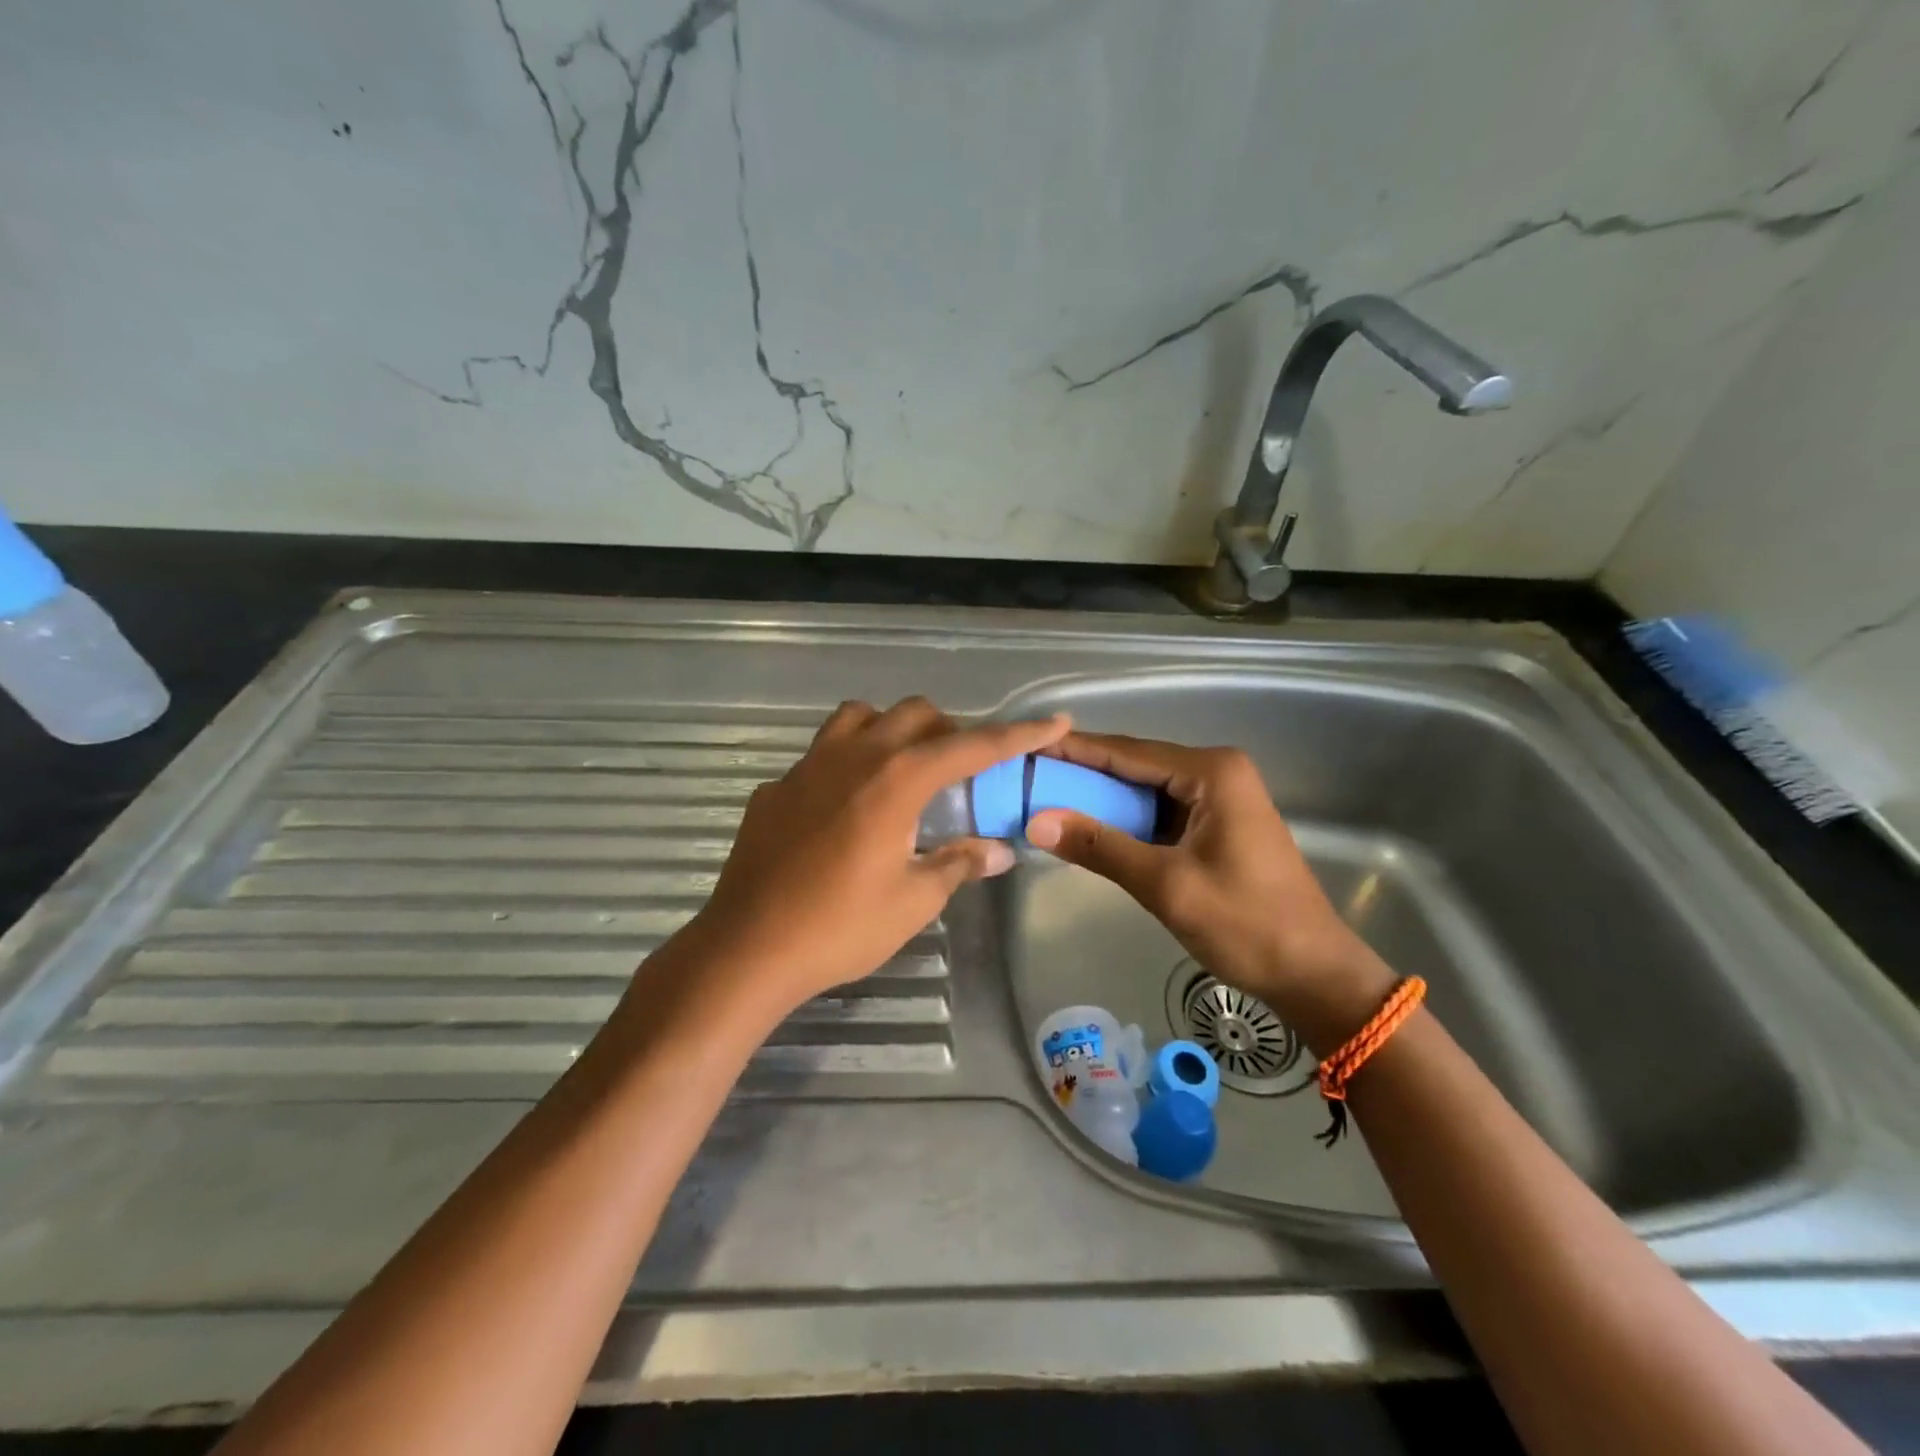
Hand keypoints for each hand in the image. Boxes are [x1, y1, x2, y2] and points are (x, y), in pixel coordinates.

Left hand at [683, 697, 1069, 1016]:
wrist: (747, 948)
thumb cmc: (841, 927)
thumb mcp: (914, 900)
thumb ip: (958, 864)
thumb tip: (999, 850)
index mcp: (896, 780)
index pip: (972, 746)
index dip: (1018, 734)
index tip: (1053, 721)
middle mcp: (854, 756)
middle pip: (914, 714)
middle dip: (949, 730)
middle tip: (961, 771)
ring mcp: (807, 767)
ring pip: (859, 717)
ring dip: (892, 731)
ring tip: (902, 771)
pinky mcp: (775, 788)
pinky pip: (820, 755)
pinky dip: (847, 765)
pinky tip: (844, 810)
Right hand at [1024, 733, 1393, 1045]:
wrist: (1313, 974)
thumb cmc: (1245, 925)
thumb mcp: (1165, 885)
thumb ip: (1100, 846)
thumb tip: (1035, 820)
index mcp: (1212, 773)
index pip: (1127, 752)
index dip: (1074, 750)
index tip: (1027, 748)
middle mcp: (1216, 773)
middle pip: (1135, 766)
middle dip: (1083, 773)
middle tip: (1028, 777)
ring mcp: (1219, 799)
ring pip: (1145, 790)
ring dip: (1102, 799)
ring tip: (1045, 798)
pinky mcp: (1216, 825)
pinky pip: (1160, 812)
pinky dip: (1125, 820)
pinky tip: (1090, 827)